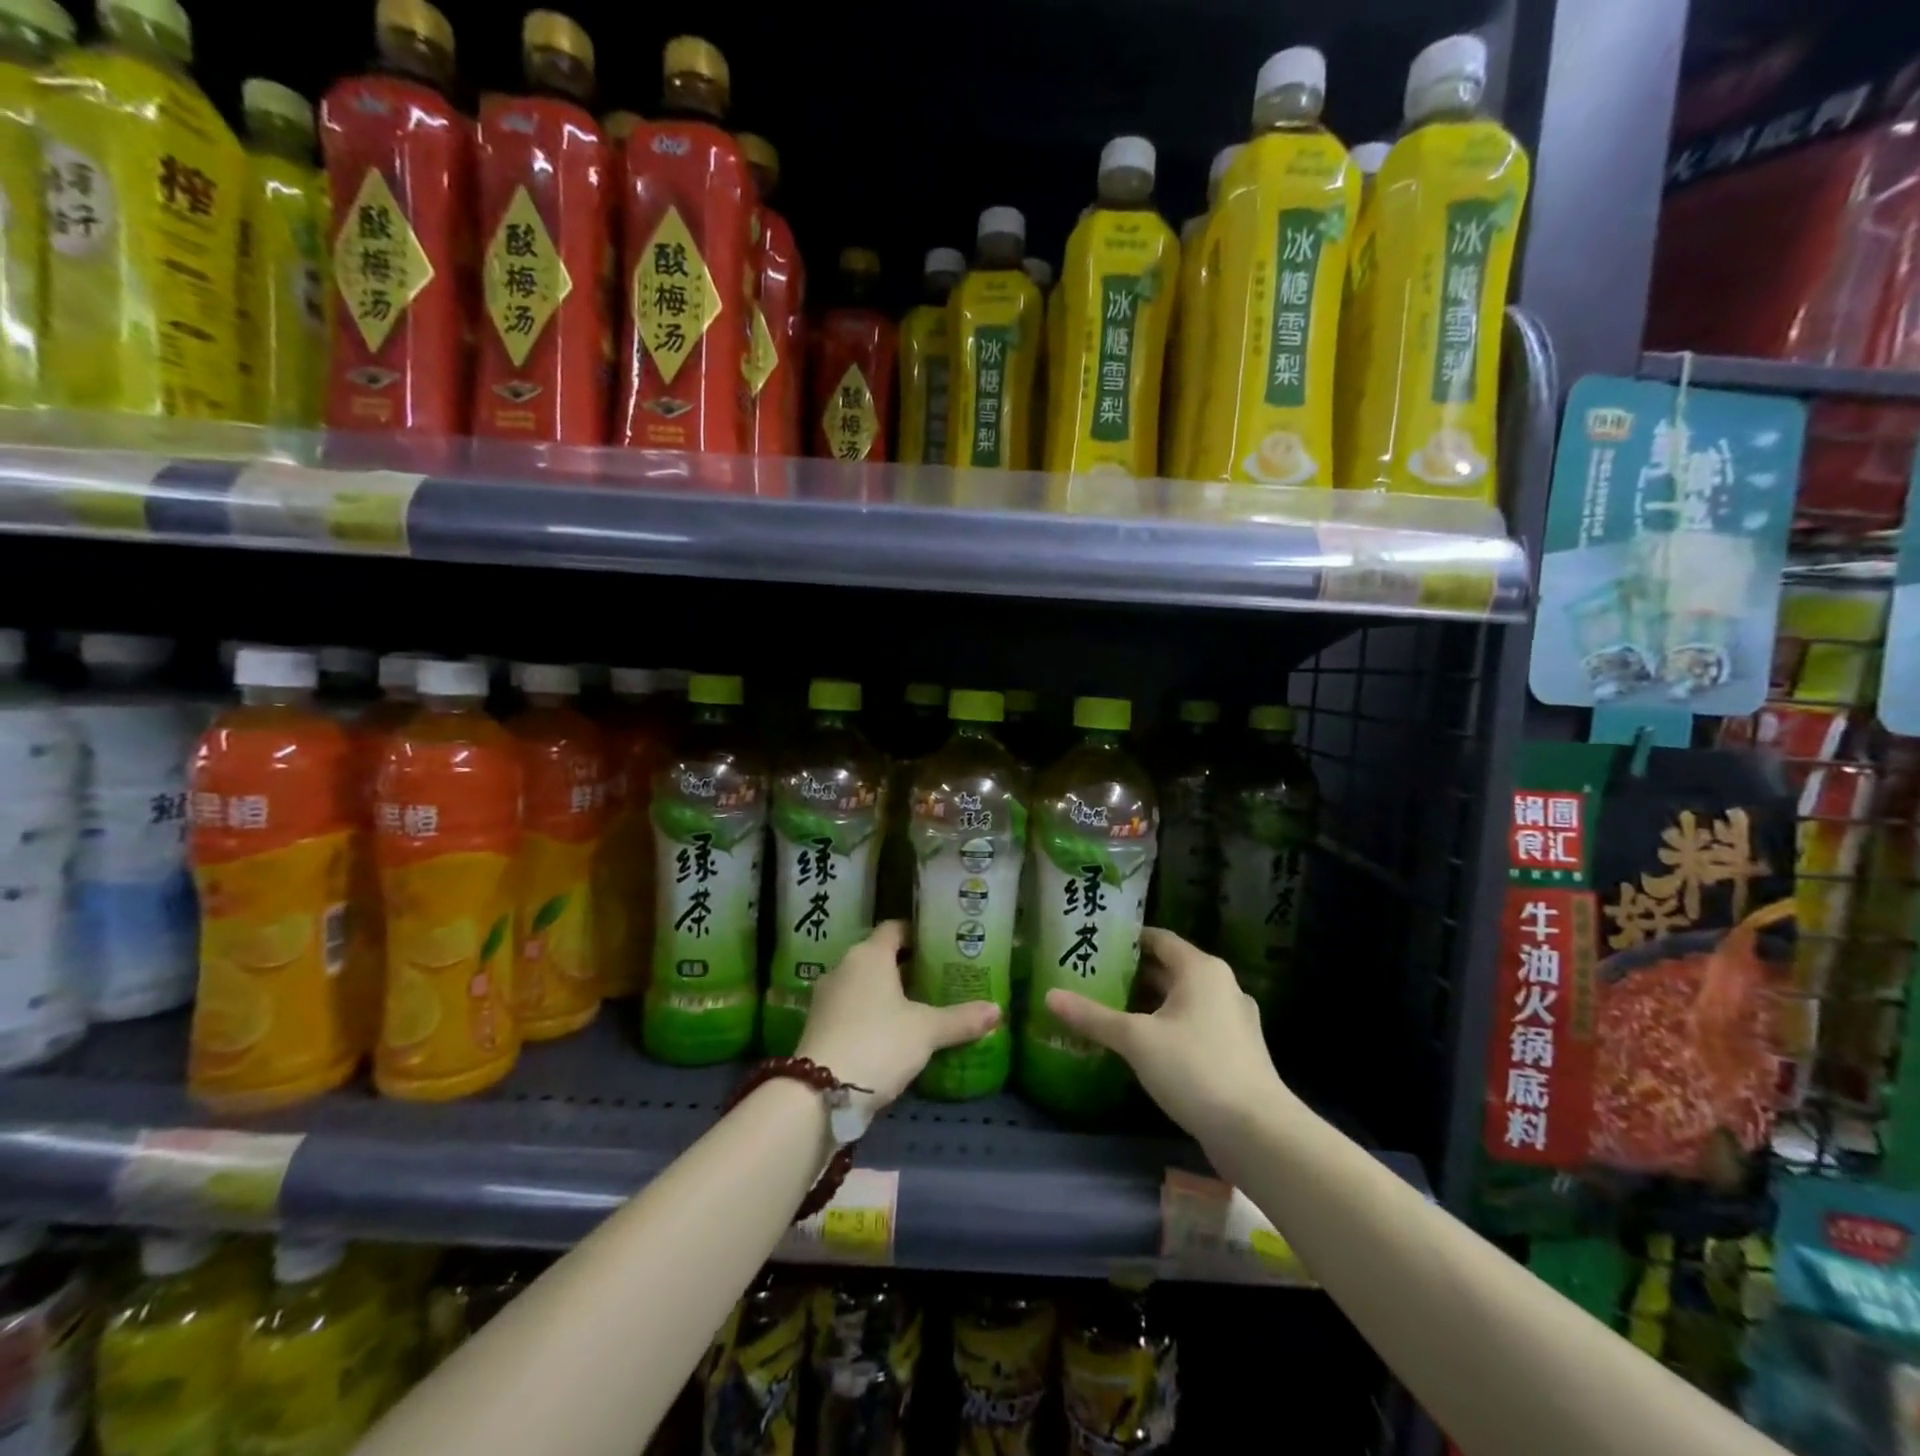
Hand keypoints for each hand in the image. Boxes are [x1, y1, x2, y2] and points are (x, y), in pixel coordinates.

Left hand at [796, 920, 999, 1109]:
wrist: (819, 1093)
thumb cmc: (879, 1043)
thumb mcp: (926, 1032)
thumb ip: (961, 1019)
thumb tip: (997, 1010)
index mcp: (870, 954)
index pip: (895, 928)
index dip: (917, 934)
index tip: (940, 946)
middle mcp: (844, 966)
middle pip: (879, 956)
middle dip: (906, 966)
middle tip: (937, 979)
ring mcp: (826, 996)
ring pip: (863, 983)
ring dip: (886, 992)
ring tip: (918, 1008)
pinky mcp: (818, 1024)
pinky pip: (850, 1007)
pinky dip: (870, 1013)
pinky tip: (890, 1034)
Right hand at [1045, 928, 1292, 1157]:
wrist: (1257, 1132)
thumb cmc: (1195, 1068)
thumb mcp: (1136, 1040)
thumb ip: (1093, 1016)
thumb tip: (1049, 995)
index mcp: (1201, 969)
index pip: (1158, 939)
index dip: (1126, 940)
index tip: (1095, 944)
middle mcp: (1221, 985)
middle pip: (1169, 969)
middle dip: (1132, 975)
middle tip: (1091, 978)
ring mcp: (1233, 1020)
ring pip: (1182, 1000)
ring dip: (1149, 1004)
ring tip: (1109, 1010)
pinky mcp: (1236, 1051)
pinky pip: (1194, 1025)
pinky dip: (1167, 1027)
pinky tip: (1141, 1046)